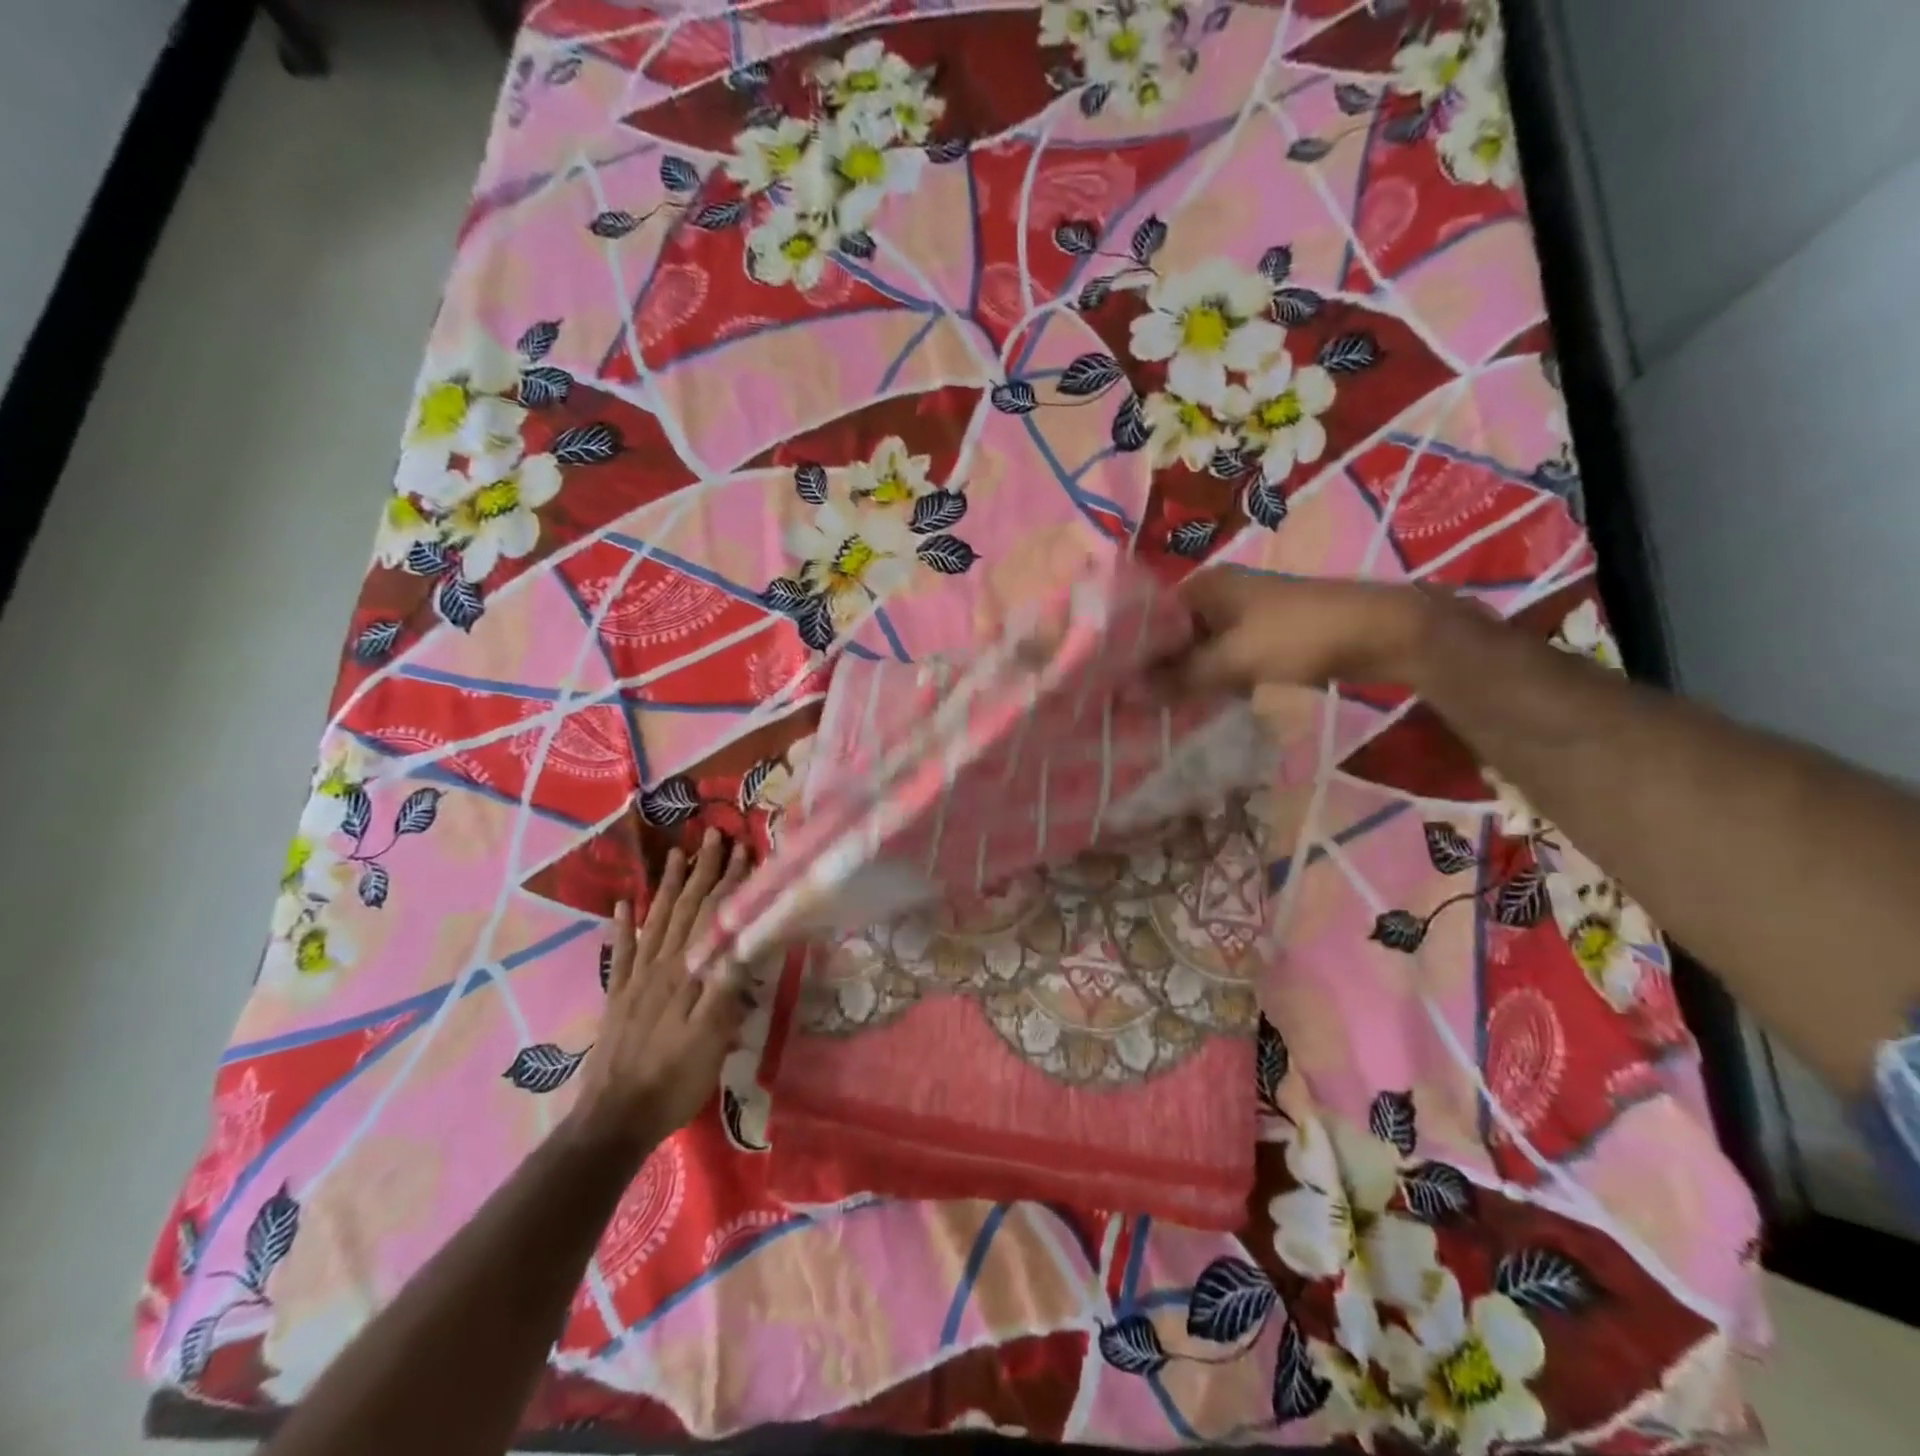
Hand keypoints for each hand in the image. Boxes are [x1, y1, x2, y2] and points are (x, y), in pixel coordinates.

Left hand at [568, 830, 751, 1157]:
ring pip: (656, 920)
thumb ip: (725, 986)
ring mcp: (636, 979)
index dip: (729, 882)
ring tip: (675, 854)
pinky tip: (621, 905)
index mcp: (687, 972)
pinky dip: (622, 926)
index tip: (743, 849)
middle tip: (714, 836)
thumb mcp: (712, 1037)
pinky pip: (621, 952)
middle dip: (702, 870)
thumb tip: (744, 938)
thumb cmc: (674, 1079)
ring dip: (668, 885)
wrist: (616, 1119)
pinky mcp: (618, 996)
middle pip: (685, 908)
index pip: (713, 915)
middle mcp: (661, 965)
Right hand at [1152, 570, 1438, 695]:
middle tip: (1127, 705)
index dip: (1129, 650)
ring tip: (1153, 712)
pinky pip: (1221, 663)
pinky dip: (1209, 683)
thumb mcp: (1233, 658)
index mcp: (1204, 587)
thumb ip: (1180, 678)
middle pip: (1171, 636)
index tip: (1109, 684)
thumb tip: (1127, 695)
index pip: (1149, 617)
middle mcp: (1216, 597)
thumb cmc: (1299, 634)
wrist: (1380, 633)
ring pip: (1196, 652)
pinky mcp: (1260, 640)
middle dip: (1154, 669)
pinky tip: (1193, 709)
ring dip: (1181, 680)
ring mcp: (1240, 619)